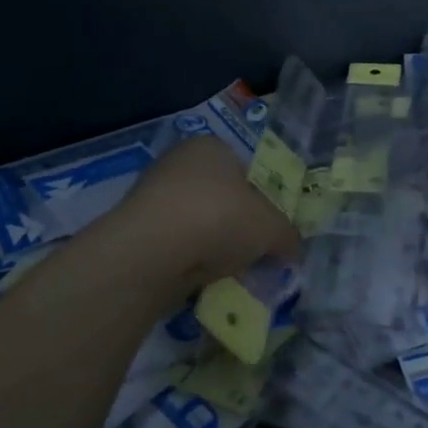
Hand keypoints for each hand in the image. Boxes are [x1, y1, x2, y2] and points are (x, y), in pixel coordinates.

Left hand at [106, 135, 300, 295]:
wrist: (154, 250)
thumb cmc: (221, 218)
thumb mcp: (272, 227)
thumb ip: (286, 235)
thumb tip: (291, 247)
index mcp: (212, 146)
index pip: (246, 169)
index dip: (263, 200)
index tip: (271, 229)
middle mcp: (179, 162)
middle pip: (220, 197)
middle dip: (237, 227)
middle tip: (254, 254)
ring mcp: (152, 195)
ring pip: (197, 224)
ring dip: (212, 247)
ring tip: (229, 273)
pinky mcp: (136, 230)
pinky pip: (175, 246)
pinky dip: (188, 262)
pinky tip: (200, 281)